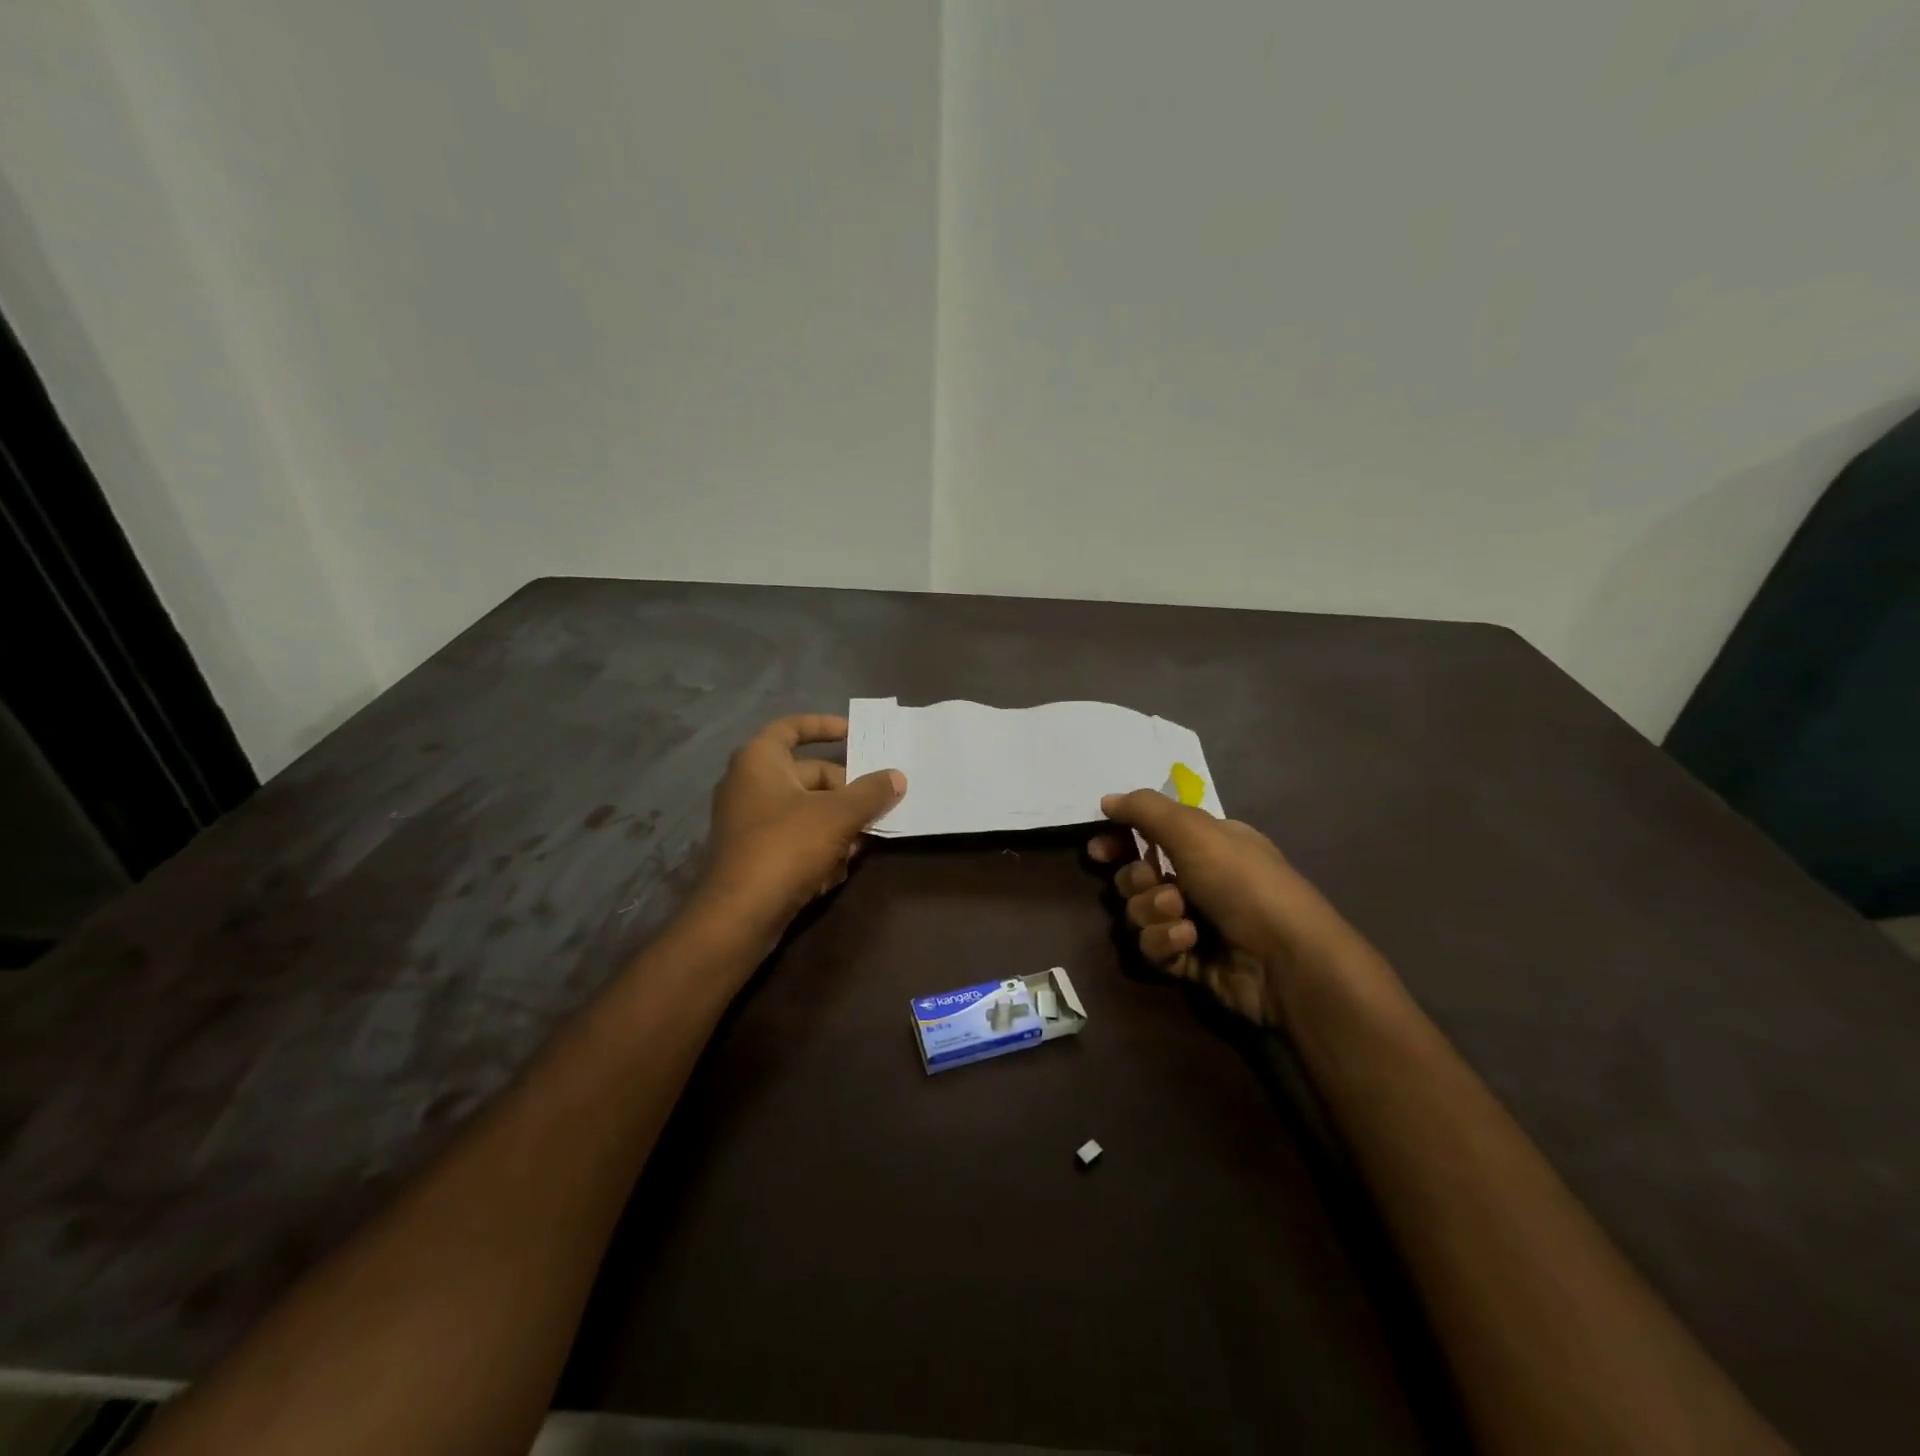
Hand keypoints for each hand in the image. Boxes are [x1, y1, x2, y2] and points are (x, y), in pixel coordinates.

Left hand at [697, 714, 904, 942]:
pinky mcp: (754, 854)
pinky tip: (833, 873)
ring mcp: (749, 821)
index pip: (792, 727)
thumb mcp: (838, 815)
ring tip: (857, 846)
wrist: (739, 914)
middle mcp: (749, 784)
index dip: (824, 726)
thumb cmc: (786, 846)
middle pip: (809, 775)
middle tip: (877, 807)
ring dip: (837, 827)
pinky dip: (817, 850)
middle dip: (846, 793)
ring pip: (807, 811)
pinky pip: (795, 839)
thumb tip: (897, 777)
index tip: (855, 733)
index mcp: (759, 760)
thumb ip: (871, 792)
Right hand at [1088, 790, 1366, 1030]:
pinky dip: (1165, 942)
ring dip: (1153, 913)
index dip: (1121, 840)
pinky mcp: (1189, 962)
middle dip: (1139, 881)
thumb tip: (1107, 800)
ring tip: (1183, 918)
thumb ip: (1144, 809)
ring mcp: (1194, 922)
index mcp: (1206, 844)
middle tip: (1158, 883)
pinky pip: (1152, 947)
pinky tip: (1188, 943)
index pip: (1149, 834)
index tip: (1099, 849)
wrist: (1285, 960)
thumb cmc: (1243, 882)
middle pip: (1136, 876)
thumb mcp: (1194, 830)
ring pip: (1139, 913)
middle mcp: (1199, 879)